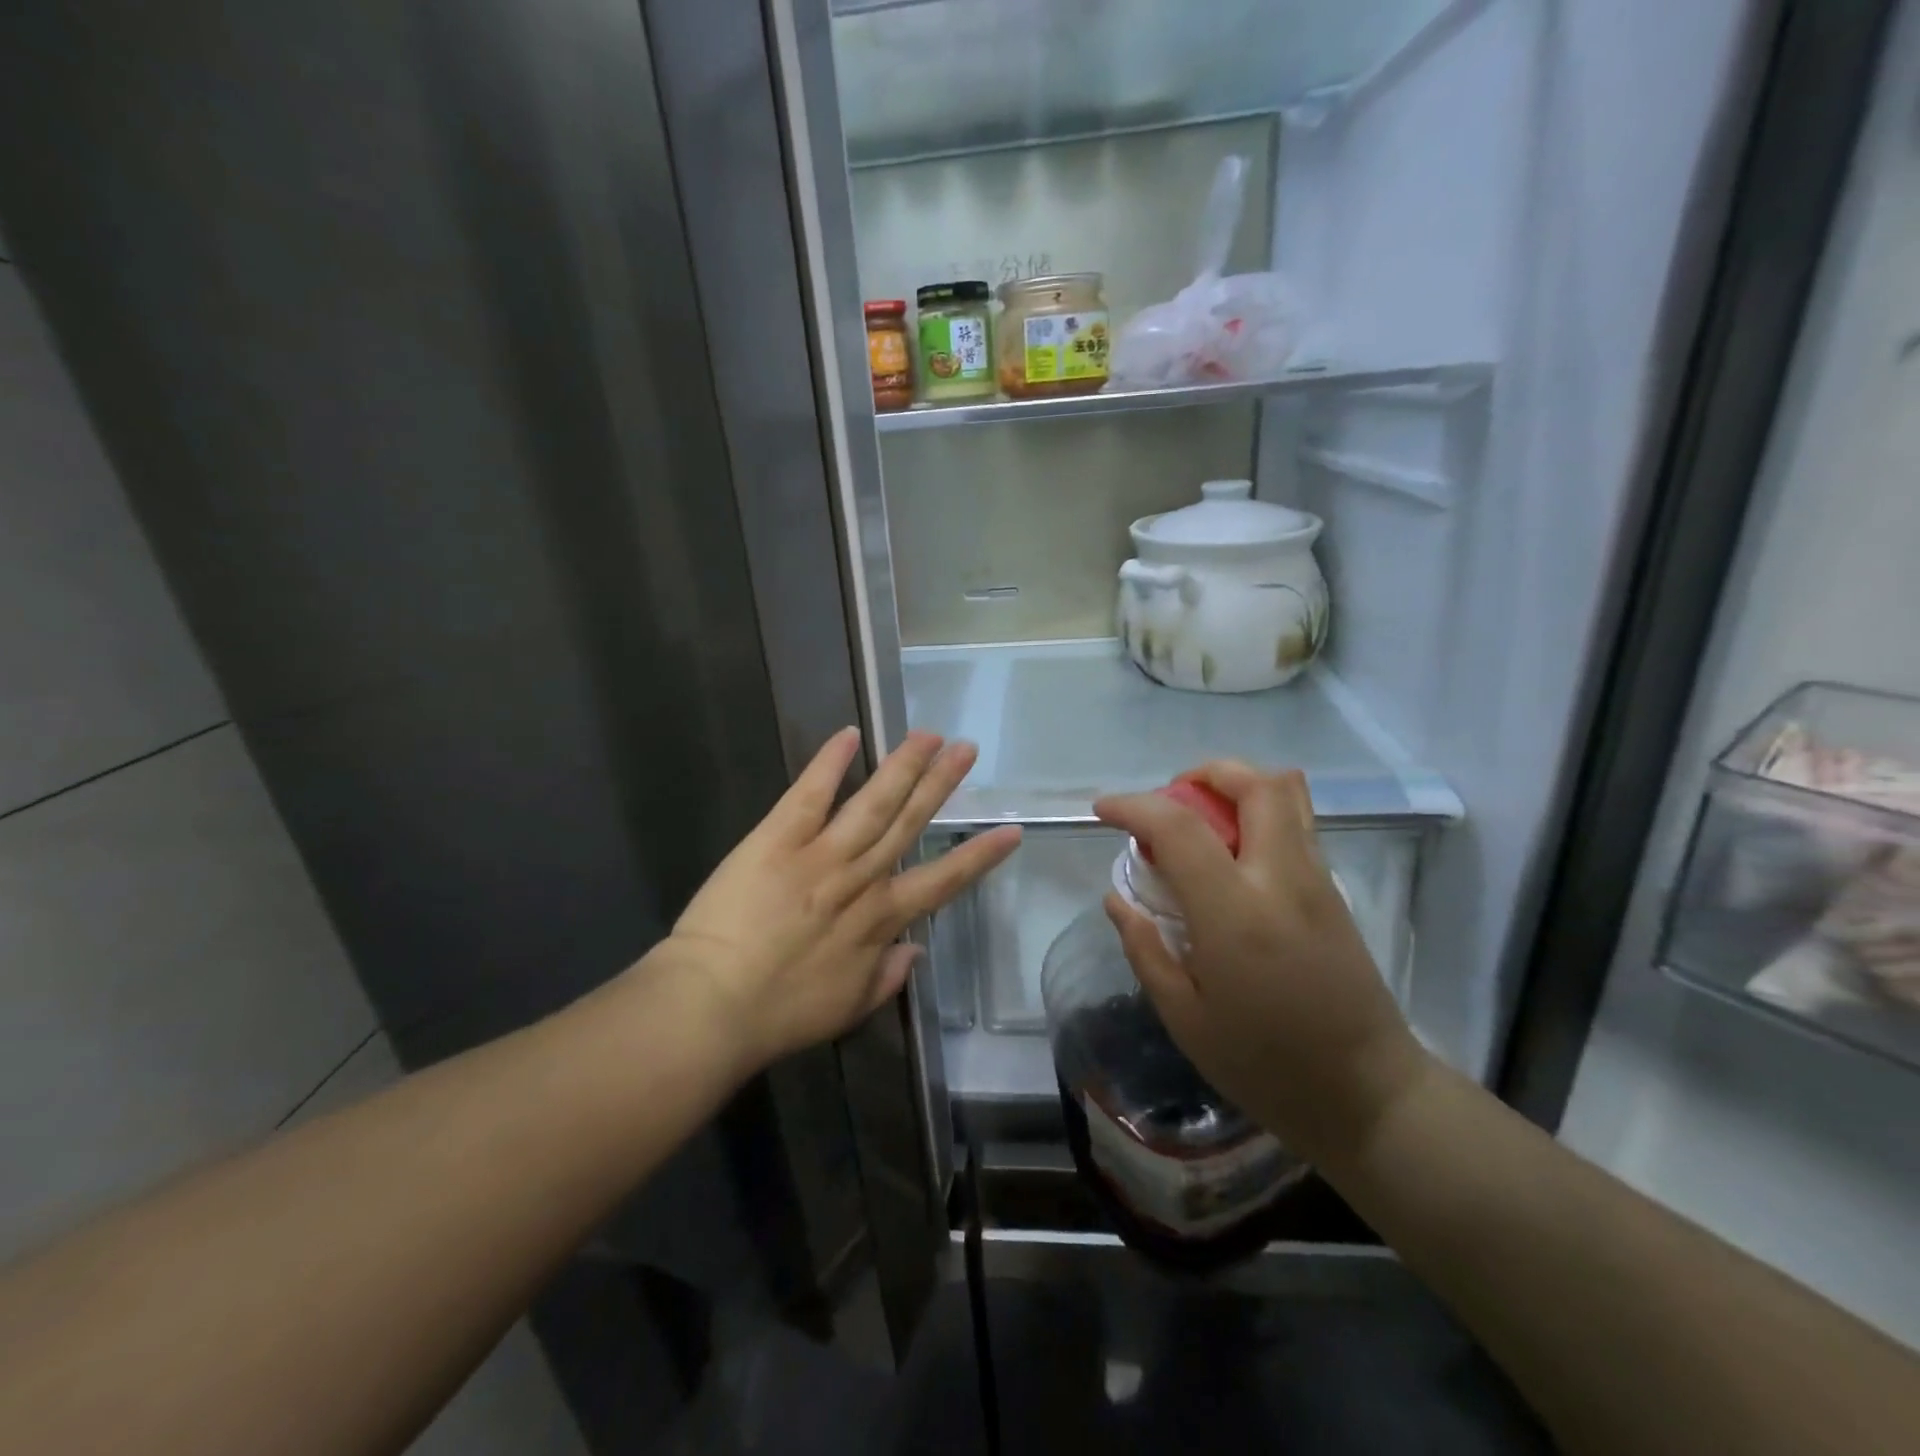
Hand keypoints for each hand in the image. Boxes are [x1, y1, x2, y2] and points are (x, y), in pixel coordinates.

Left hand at [653, 728, 1020, 1073]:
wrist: (713, 1005)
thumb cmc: (780, 1015)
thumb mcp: (847, 1009)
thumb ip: (887, 977)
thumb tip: (916, 950)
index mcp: (880, 920)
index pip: (943, 881)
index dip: (979, 856)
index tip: (1010, 830)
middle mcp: (860, 878)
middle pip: (909, 824)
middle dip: (941, 786)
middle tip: (967, 750)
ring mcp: (820, 854)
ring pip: (872, 802)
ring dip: (903, 766)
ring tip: (929, 735)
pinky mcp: (777, 838)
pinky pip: (810, 794)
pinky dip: (829, 763)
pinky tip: (850, 734)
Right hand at [1095, 763, 1428, 1161]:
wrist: (1367, 1095)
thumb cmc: (1265, 1065)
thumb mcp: (1185, 1018)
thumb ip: (1145, 948)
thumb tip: (1116, 897)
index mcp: (1235, 913)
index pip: (1180, 827)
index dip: (1134, 805)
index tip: (1103, 809)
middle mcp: (1282, 879)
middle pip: (1254, 785)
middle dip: (1204, 774)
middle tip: (1169, 801)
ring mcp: (1317, 880)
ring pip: (1286, 794)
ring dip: (1237, 786)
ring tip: (1201, 816)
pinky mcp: (1335, 892)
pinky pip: (1298, 823)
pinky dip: (1260, 811)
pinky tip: (1233, 852)